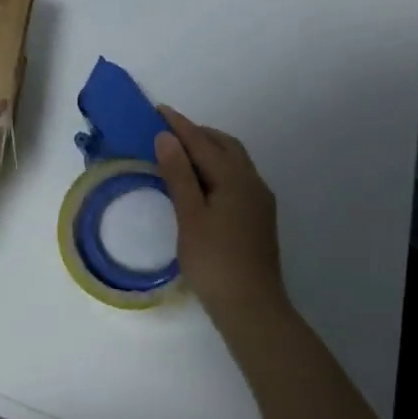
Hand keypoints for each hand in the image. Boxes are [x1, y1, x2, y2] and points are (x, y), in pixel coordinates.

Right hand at [154, 106, 286, 327]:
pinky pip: (236, 178)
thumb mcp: (190, 215)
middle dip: (198, 134)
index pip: (202, 142)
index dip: (179, 125)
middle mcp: (252, 182)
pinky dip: (217, 168)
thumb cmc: (214, 261)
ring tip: (181, 154)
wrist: (252, 308)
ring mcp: (259, 201)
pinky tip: (201, 182)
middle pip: (225, 146)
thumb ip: (178, 174)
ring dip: (209, 150)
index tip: (158, 110)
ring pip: (234, 162)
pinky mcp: (258, 218)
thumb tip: (166, 138)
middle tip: (169, 131)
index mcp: (235, 178)